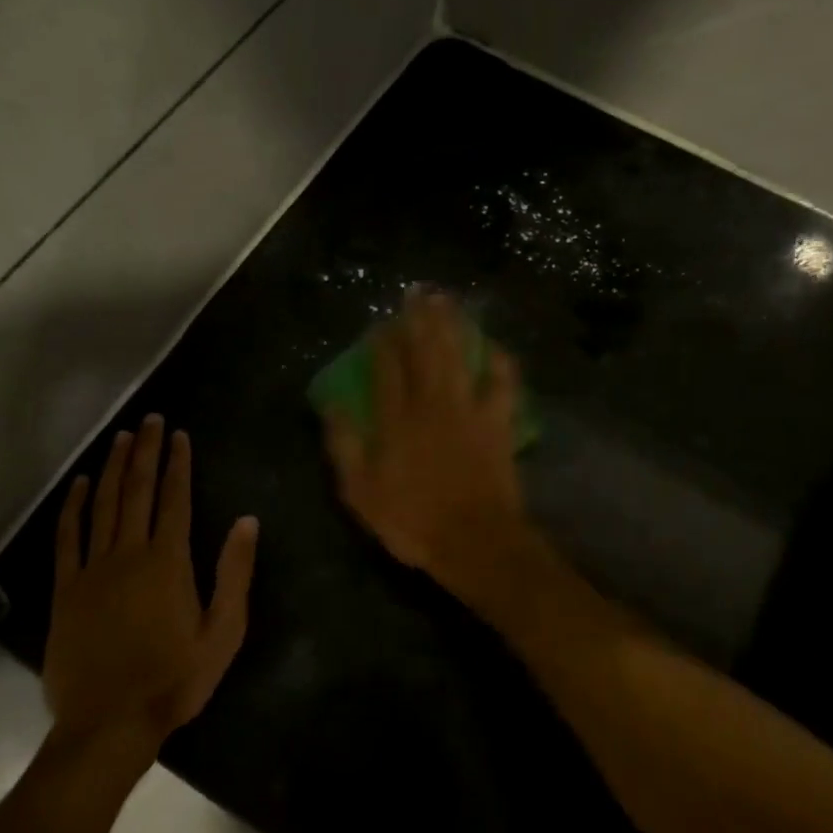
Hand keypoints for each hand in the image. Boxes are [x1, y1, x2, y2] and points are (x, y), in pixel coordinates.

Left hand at [41, 415, 257, 750]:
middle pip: (138, 491)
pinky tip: (82, 484)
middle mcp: (129, 554)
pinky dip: (75, 507)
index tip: (179, 435)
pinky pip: (69, 538)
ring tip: (122, 437)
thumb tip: (246, 522)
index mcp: (168, 562)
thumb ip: (234, 574)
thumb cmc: (174, 680)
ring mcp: (93, 570)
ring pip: (104, 506)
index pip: (174, 499)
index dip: (178, 464)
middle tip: (151, 420)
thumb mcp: (223, 633)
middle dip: (146, 452)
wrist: (109, 725)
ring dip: (114, 468)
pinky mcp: (67, 590)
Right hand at [323, 290, 529, 605]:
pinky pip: (502, 384)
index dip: (383, 342)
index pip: (387, 368)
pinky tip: (495, 345)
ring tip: (447, 300)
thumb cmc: (412, 521)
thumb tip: (331, 404)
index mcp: (396, 420)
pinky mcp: (497, 423)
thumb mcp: (361, 492)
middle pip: (425, 352)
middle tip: (418, 291)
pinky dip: (499, 363)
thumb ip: (345, 445)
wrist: (474, 541)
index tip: (381, 321)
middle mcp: (431, 405)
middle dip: (420, 319)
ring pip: (459, 357)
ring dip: (453, 326)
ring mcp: (468, 411)